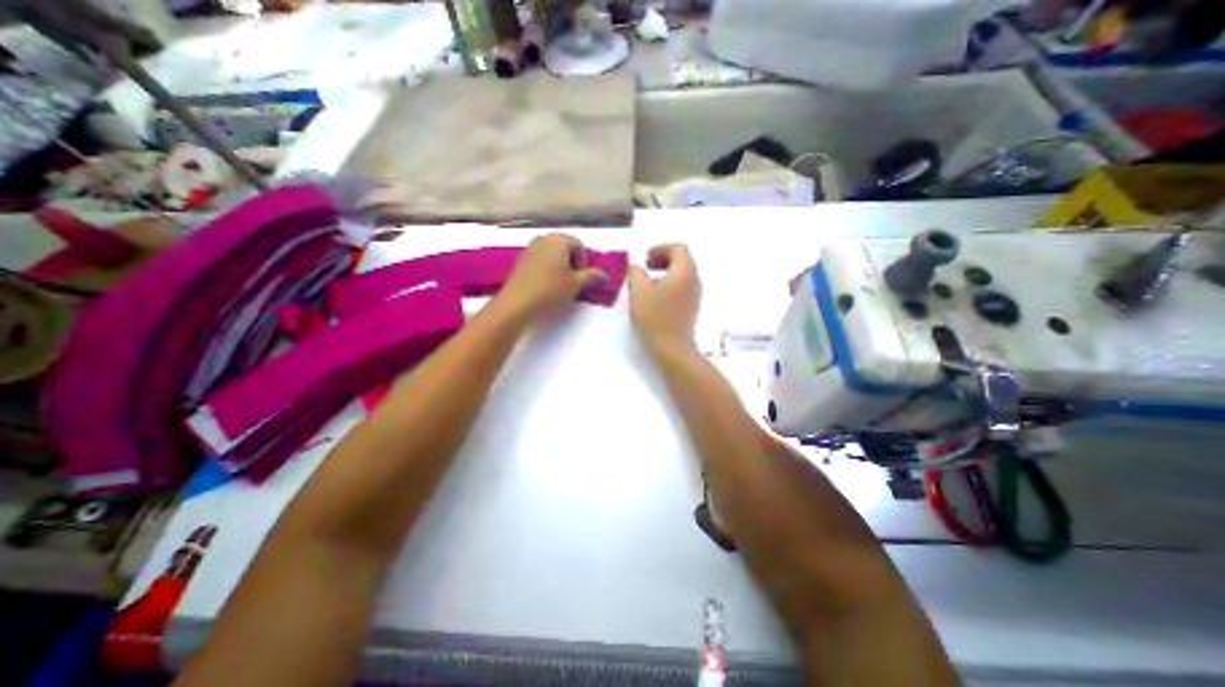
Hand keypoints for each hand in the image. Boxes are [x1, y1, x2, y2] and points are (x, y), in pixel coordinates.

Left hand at [497, 235, 605, 320]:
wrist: (517, 305)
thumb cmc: (551, 290)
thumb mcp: (577, 284)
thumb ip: (592, 276)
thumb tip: (605, 276)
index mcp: (558, 239)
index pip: (578, 245)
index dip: (584, 262)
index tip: (582, 279)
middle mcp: (543, 239)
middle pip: (565, 248)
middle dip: (573, 264)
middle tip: (574, 283)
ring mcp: (530, 250)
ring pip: (552, 256)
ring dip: (561, 269)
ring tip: (562, 287)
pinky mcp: (521, 263)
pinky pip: (541, 263)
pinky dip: (548, 272)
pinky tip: (547, 288)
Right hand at [626, 245, 702, 352]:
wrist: (673, 349)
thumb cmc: (656, 318)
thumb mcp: (639, 292)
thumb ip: (635, 274)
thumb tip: (636, 268)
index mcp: (684, 272)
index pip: (678, 248)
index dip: (660, 248)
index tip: (645, 259)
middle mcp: (694, 281)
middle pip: (682, 260)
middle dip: (663, 259)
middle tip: (646, 266)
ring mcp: (695, 296)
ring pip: (682, 274)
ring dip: (665, 272)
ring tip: (647, 283)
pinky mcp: (691, 308)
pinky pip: (682, 287)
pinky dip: (669, 284)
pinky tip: (655, 298)